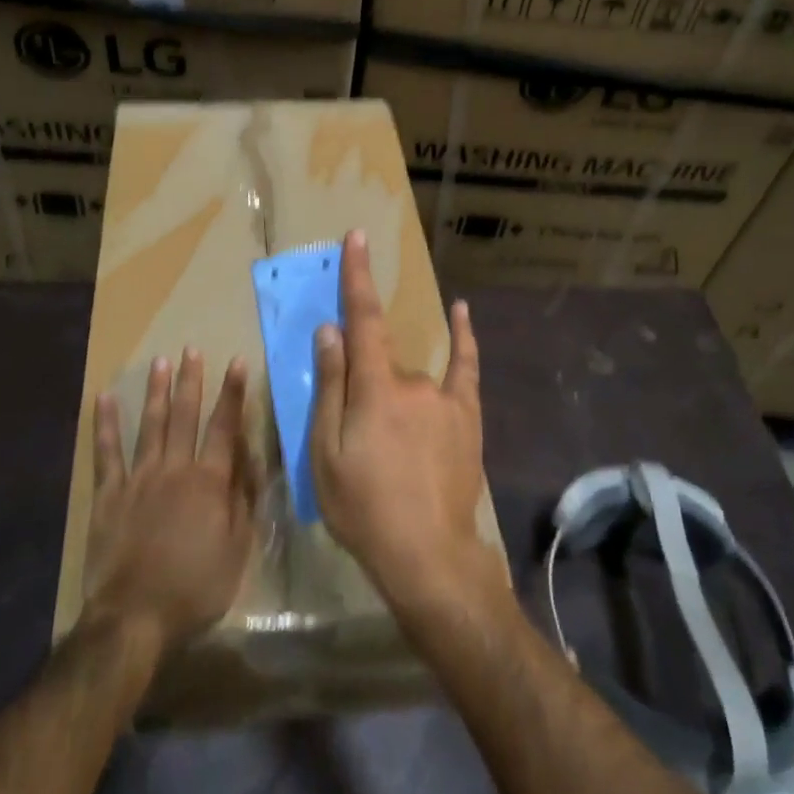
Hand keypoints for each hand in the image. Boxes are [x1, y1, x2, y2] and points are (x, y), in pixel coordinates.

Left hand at [84, 350, 253, 656]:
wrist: (135, 617)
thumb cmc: (195, 587)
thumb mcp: (238, 548)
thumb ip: (244, 499)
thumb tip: (250, 458)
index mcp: (209, 481)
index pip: (224, 427)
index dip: (232, 394)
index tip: (236, 362)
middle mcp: (175, 468)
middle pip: (185, 416)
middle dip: (191, 381)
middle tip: (191, 350)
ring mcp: (139, 478)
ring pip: (151, 425)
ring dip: (157, 392)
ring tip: (160, 362)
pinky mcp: (109, 494)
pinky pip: (106, 452)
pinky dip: (106, 424)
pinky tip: (105, 398)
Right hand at [311, 230, 502, 618]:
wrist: (427, 556)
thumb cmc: (364, 509)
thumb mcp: (326, 454)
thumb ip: (330, 387)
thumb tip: (330, 331)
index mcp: (375, 388)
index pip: (363, 319)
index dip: (357, 276)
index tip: (357, 237)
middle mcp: (413, 381)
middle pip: (380, 362)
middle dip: (363, 386)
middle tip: (357, 444)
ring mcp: (445, 397)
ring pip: (409, 378)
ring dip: (392, 398)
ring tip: (390, 455)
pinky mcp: (467, 415)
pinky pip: (464, 366)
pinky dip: (462, 336)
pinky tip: (460, 311)